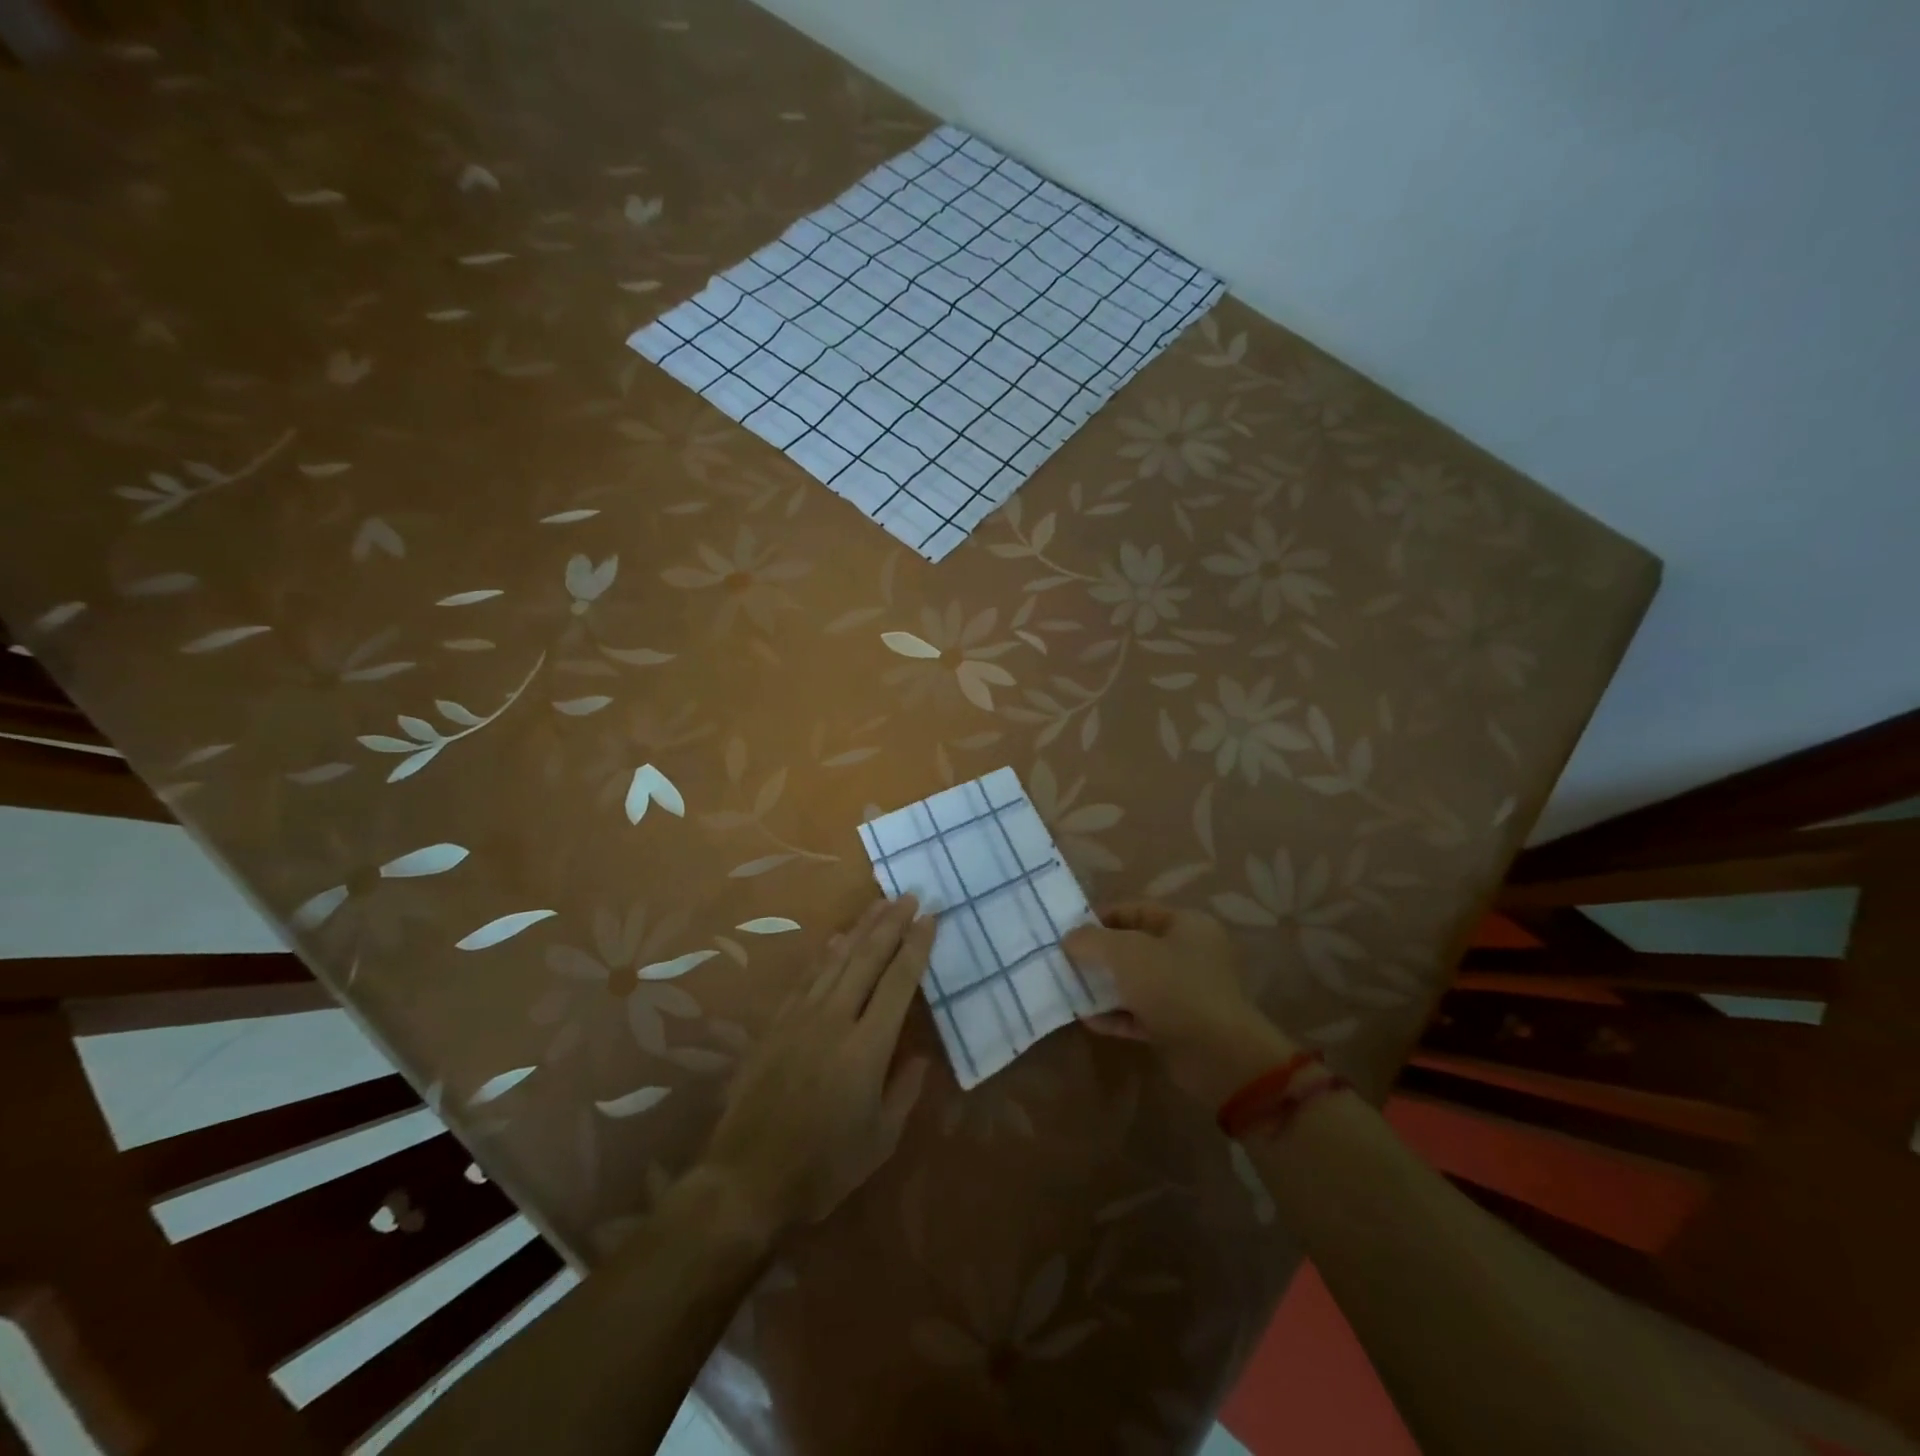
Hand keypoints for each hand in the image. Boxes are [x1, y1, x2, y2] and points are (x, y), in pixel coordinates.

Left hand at [700, 894, 934, 1241]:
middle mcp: (835, 1020)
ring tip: (880, 903)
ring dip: (861, 928)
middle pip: (868, 958)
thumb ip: (905, 1091)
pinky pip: (807, 977)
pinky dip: (825, 953)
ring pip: (837, 959)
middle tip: (910, 895)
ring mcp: (801, 1018)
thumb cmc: (823, 1167)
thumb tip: (921, 1055)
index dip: (916, 946)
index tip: (931, 916)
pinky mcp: (777, 1024)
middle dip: (892, 923)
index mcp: (867, 1048)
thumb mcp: (880, 1140)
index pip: (899, 982)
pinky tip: (836, 938)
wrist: (746, 1178)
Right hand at [1064, 902, 1297, 1108]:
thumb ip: (1092, 940)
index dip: (1100, 918)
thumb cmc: (1173, 988)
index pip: (1136, 910)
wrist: (1219, 1056)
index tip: (1069, 932)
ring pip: (1135, 982)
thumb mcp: (1126, 953)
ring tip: (1070, 989)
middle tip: (1065, 961)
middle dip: (1099, 954)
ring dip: (1104, 986)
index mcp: (1186, 925)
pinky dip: (1116, 1015)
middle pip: (1134, 946)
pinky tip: (1088, 1019)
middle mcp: (1189, 953)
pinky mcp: (1179, 1025)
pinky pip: (1140, 1013)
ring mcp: (1185, 991)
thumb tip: (1069, 938)